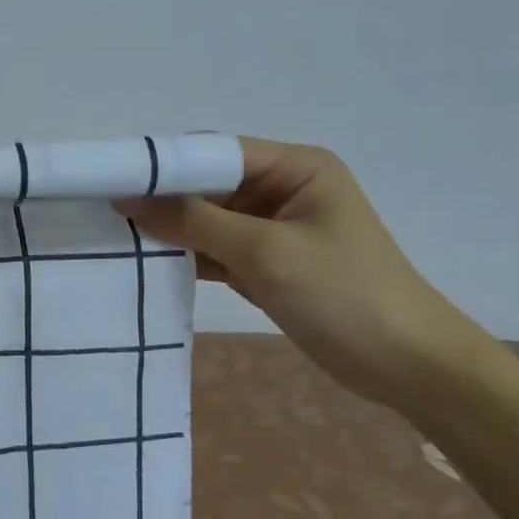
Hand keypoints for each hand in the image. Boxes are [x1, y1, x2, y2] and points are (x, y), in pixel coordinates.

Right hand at [118, 138, 483, 407]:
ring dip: (171, 230)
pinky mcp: (266, 261)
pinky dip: (187, 255)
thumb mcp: (264, 252)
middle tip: (110, 213)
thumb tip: (127, 197)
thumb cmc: (344, 294)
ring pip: (206, 217)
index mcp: (295, 167)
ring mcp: (273, 227)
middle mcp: (282, 187)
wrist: (409, 368)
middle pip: (207, 183)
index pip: (216, 151)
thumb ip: (192, 221)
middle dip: (164, 199)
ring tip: (119, 238)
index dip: (166, 165)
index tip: (114, 181)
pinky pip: (215, 247)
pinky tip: (149, 263)